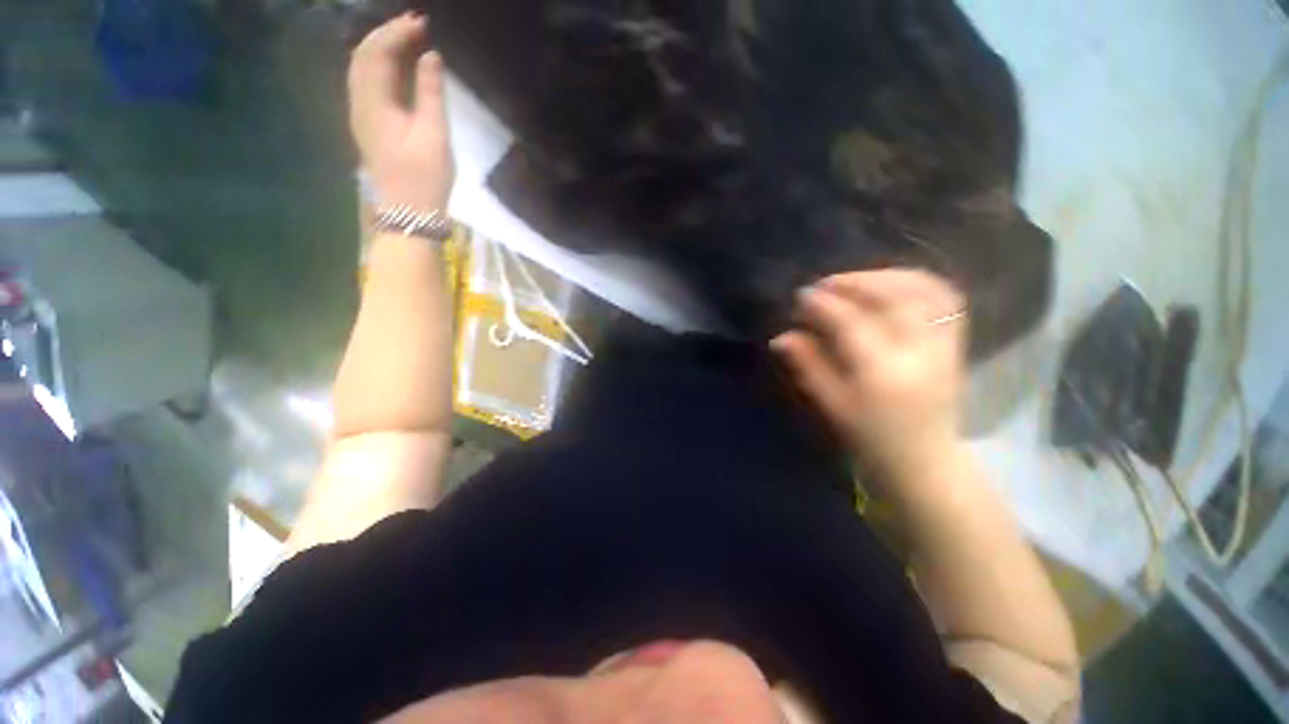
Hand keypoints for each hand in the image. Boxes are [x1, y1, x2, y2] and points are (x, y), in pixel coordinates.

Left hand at [349, 14, 454, 210]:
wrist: (408, 212)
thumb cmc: (425, 178)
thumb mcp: (434, 135)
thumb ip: (430, 92)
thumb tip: (430, 56)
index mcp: (373, 104)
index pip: (377, 53)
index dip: (397, 32)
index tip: (422, 23)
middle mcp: (358, 103)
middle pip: (362, 55)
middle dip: (387, 34)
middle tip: (416, 25)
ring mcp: (359, 114)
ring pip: (361, 67)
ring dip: (381, 47)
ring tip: (407, 39)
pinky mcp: (367, 124)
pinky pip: (366, 82)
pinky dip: (379, 65)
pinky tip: (396, 65)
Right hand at [772, 270, 967, 482]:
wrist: (924, 459)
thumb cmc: (870, 437)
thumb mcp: (831, 404)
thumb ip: (808, 365)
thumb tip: (781, 337)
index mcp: (881, 374)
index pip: (851, 323)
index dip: (824, 305)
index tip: (802, 296)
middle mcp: (919, 353)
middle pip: (892, 298)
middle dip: (854, 282)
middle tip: (826, 284)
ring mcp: (943, 346)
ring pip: (924, 291)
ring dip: (886, 276)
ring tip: (856, 280)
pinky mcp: (955, 343)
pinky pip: (945, 298)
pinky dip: (917, 282)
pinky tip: (891, 283)